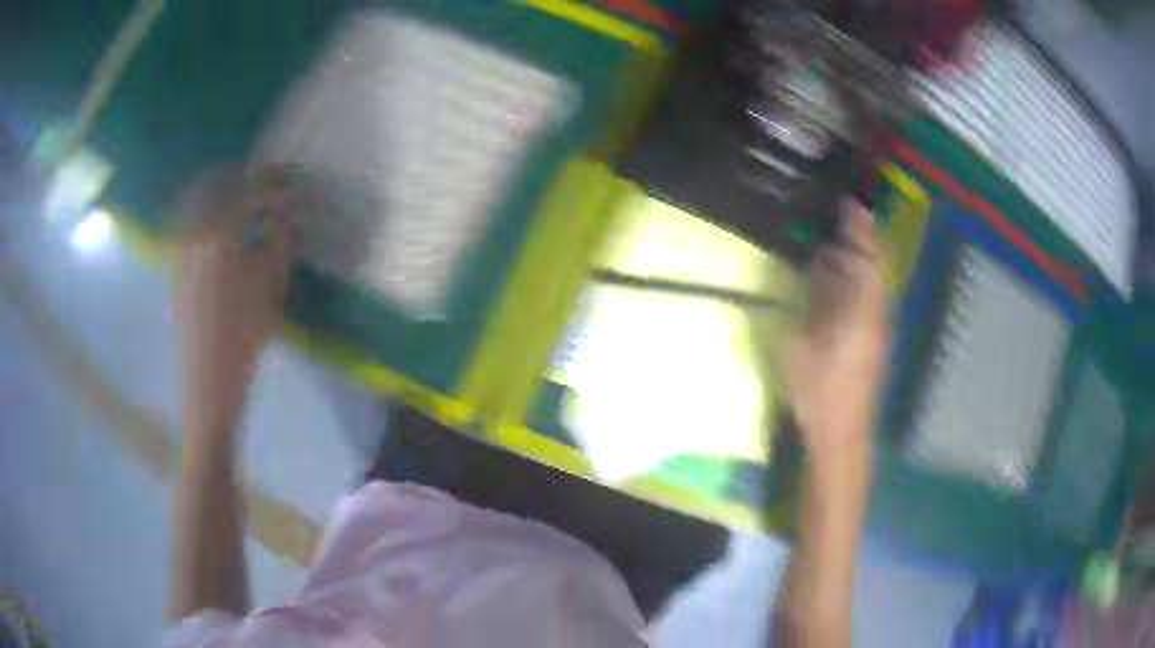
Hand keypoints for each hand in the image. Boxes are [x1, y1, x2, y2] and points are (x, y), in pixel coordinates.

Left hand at [173, 166, 295, 435]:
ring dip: (221, 190)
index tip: (290, 178)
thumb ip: (281, 243)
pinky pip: (189, 223)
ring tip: (243, 194)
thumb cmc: (243, 339)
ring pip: (197, 202)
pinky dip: (206, 212)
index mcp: (217, 236)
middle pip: (213, 186)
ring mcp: (180, 250)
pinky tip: (223, 222)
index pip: (247, 191)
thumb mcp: (271, 289)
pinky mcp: (176, 266)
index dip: (272, 180)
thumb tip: (290, 214)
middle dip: (241, 175)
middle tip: (264, 177)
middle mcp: (192, 234)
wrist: (207, 383)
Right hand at [783, 200, 889, 471]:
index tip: (849, 205)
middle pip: (876, 269)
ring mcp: (877, 331)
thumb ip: (794, 314)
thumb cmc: (819, 393)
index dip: (861, 232)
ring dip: (859, 261)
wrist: (843, 435)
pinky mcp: (873, 343)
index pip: (868, 261)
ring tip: (837, 245)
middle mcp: (875, 317)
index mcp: (861, 314)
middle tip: (844, 217)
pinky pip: (869, 301)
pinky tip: (838, 284)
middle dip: (863, 240)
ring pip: (874, 285)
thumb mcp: (795, 352)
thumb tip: (788, 286)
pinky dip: (856, 283)